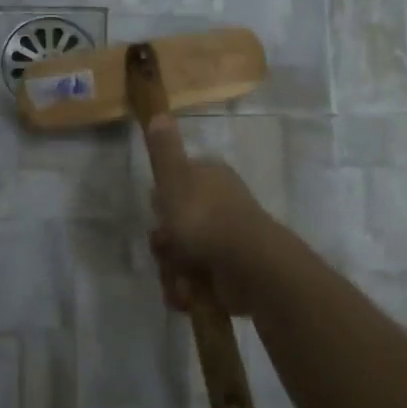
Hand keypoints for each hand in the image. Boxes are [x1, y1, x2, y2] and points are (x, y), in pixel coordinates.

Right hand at [144, 116, 281, 316]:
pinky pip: (194, 284)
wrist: (248, 266)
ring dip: (174, 273)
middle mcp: (219, 208)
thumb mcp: (175, 179)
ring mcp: (225, 243)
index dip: (162, 202)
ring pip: (180, 258)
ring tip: (183, 280)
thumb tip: (159, 113)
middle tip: (169, 249)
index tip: (158, 213)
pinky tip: (190, 295)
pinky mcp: (228, 275)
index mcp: (210, 180)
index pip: (176, 186)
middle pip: (174, 227)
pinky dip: (188, 292)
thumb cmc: (206, 218)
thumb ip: (164, 150)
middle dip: (166, 246)